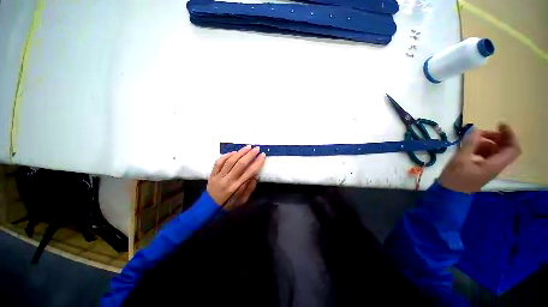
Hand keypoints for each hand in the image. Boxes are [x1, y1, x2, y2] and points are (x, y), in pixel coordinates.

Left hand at [207, 145, 265, 208]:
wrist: (210, 207)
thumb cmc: (229, 204)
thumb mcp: (242, 201)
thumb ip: (249, 189)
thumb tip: (255, 176)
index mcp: (237, 187)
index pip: (250, 172)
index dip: (257, 162)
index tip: (262, 155)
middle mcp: (228, 180)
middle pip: (240, 164)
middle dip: (250, 155)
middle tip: (256, 148)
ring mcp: (219, 176)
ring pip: (230, 161)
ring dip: (239, 153)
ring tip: (247, 147)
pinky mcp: (213, 174)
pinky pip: (219, 162)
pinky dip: (226, 156)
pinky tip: (233, 152)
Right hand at [439, 124, 520, 193]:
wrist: (447, 194)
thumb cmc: (454, 177)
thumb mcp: (460, 158)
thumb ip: (471, 142)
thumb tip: (477, 130)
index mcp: (492, 167)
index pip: (513, 151)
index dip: (510, 136)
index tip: (500, 125)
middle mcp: (494, 168)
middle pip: (507, 149)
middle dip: (502, 136)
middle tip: (492, 126)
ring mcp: (489, 168)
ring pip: (498, 149)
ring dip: (493, 138)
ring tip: (479, 134)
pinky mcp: (484, 168)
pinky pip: (490, 153)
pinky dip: (487, 144)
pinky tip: (476, 141)